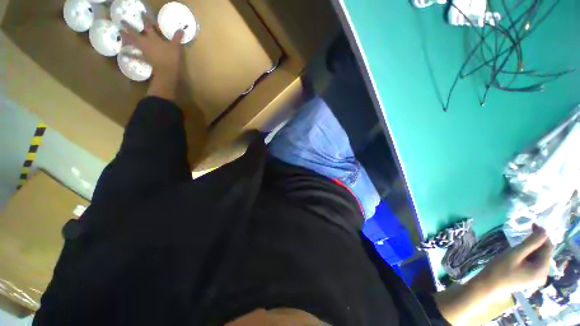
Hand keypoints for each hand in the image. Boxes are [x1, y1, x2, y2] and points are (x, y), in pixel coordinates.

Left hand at [121, 13, 183, 75]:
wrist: (166, 70)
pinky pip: (136, 56)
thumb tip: (181, 30)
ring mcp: (144, 50)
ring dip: (126, 39)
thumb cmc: (170, 56)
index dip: (145, 19)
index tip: (141, 14)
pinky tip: (125, 55)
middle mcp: (145, 42)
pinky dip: (131, 55)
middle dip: (128, 28)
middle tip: (121, 24)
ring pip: (133, 43)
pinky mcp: (144, 58)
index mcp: (153, 37)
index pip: (148, 26)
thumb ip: (177, 37)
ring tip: (121, 35)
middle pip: (135, 34)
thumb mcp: (175, 46)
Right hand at [477, 225, 552, 295]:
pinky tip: (518, 256)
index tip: (531, 224)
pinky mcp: (531, 279)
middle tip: (522, 236)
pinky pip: (534, 263)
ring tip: (517, 247)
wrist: (488, 286)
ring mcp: (537, 278)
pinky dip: (528, 256)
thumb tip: (544, 230)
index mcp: (542, 268)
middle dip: (535, 243)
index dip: (542, 235)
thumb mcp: (515, 254)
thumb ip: (531, 243)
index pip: (548, 247)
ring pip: (538, 258)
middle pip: (544, 253)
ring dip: (530, 249)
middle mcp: (544, 274)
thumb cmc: (500, 269)